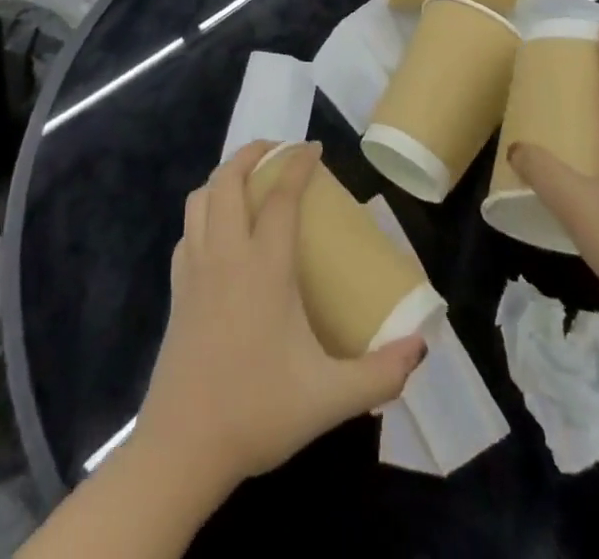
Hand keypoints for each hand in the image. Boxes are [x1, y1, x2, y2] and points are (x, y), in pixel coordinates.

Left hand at [134, 141, 427, 490]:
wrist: (182, 450)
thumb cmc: (257, 412)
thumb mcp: (329, 398)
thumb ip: (380, 373)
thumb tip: (422, 348)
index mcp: (264, 267)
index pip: (282, 196)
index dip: (298, 164)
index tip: (314, 148)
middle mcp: (226, 254)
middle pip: (228, 179)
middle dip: (252, 153)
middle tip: (278, 151)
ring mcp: (194, 270)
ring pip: (200, 199)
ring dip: (223, 177)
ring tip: (247, 180)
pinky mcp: (176, 290)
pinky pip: (187, 231)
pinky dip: (204, 213)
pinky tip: (219, 232)